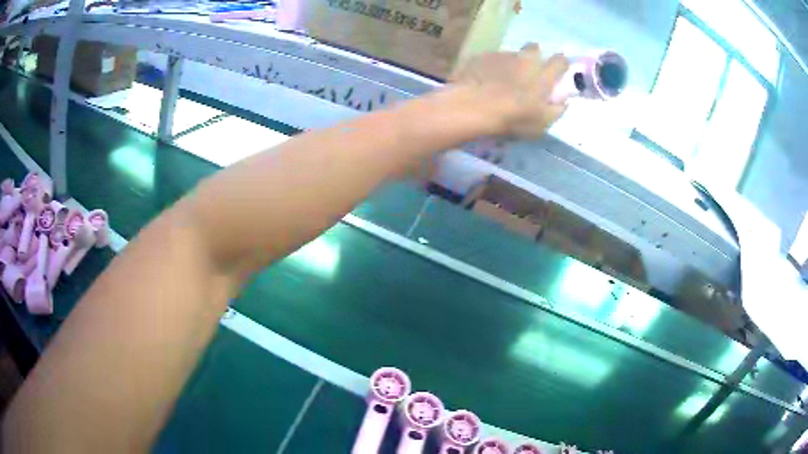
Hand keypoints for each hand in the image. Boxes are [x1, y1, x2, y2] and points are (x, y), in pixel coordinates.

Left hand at [449, 43, 568, 138]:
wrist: (471, 107)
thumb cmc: (511, 118)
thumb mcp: (540, 124)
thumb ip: (555, 111)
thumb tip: (563, 102)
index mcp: (543, 75)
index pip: (560, 61)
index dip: (561, 64)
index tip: (558, 71)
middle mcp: (524, 59)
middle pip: (534, 48)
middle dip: (535, 55)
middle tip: (529, 71)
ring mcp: (502, 55)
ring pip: (512, 54)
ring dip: (511, 63)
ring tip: (502, 79)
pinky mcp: (481, 56)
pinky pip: (491, 58)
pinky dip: (491, 66)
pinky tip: (483, 79)